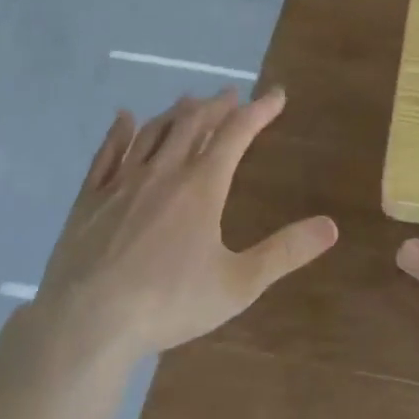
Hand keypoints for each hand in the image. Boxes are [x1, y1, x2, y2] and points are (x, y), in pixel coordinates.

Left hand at [29, 87, 337, 364]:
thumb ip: (285, 252)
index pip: (237, 134)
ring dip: (176, 112)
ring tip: (190, 101)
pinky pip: (107, 153)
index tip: (276, 94)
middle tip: (232, 95)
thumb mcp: (238, 284)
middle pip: (194, 123)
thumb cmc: (168, 303)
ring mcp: (122, 182)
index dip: (259, 110)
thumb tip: (331, 226)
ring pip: (153, 132)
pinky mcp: (90, 199)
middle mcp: (164, 172)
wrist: (87, 324)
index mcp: (202, 186)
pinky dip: (120, 131)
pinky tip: (124, 118)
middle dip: (217, 106)